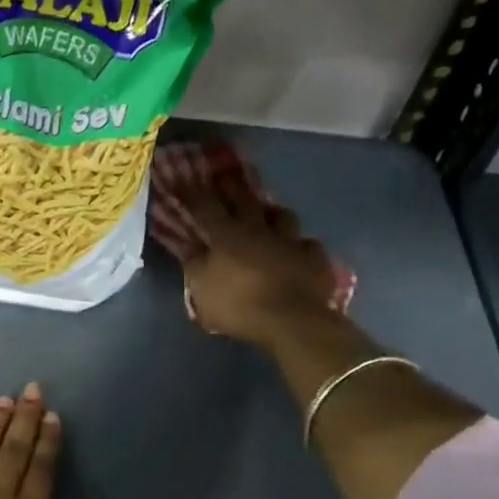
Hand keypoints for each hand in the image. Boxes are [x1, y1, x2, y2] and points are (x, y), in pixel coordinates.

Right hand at [181, 179, 338, 347]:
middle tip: (225, 178)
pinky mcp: (314, 258)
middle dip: (232, 188)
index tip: (184, 183)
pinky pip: (307, 245)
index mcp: (227, 236)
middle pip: (245, 200)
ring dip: (273, 213)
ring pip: (283, 216)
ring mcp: (290, 241)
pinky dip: (300, 246)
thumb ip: (194, 266)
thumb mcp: (202, 290)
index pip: (206, 207)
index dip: (193, 194)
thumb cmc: (238, 305)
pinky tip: (298, 250)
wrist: (291, 320)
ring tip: (268, 214)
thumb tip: (190, 248)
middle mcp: (259, 230)